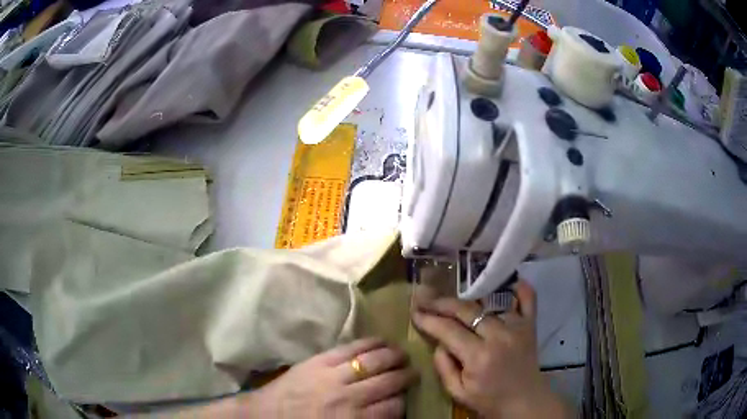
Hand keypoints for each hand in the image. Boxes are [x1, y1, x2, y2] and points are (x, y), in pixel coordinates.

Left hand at [238, 338, 415, 417]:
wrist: (266, 415)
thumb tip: (389, 412)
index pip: (393, 408)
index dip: (404, 401)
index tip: (407, 396)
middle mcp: (349, 397)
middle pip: (389, 383)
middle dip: (406, 376)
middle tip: (413, 372)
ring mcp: (334, 376)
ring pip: (374, 362)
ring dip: (394, 357)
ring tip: (403, 355)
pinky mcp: (319, 360)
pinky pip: (351, 348)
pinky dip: (370, 343)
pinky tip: (382, 341)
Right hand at [411, 281, 571, 418]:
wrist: (525, 402)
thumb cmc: (489, 401)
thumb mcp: (458, 392)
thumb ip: (444, 367)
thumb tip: (438, 343)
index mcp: (478, 356)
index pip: (448, 330)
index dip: (428, 319)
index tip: (415, 312)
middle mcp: (498, 336)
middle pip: (466, 311)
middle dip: (442, 303)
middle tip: (426, 299)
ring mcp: (517, 327)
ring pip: (490, 303)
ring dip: (469, 299)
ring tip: (453, 297)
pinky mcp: (530, 326)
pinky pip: (528, 300)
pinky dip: (521, 289)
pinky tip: (511, 282)